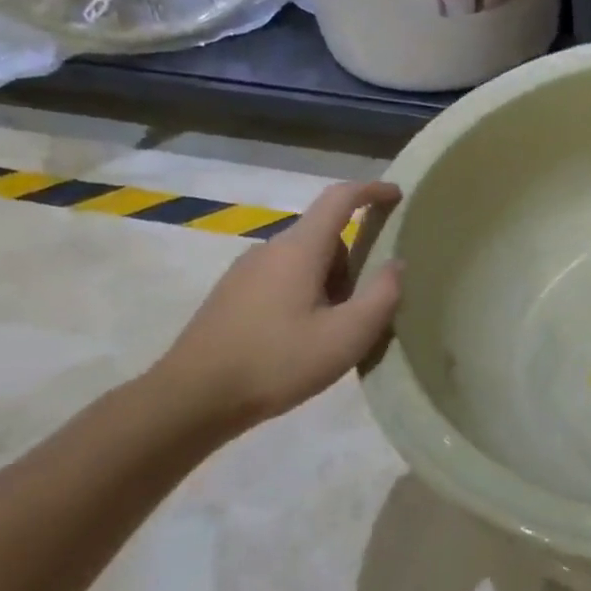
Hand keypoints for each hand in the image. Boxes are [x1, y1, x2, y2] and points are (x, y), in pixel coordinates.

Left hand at [150, 181, 402, 431]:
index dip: (372, 191)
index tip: (398, 195)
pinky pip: (282, 280)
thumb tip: (397, 264)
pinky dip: (305, 297)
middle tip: (367, 308)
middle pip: (325, 237)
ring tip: (335, 333)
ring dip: (329, 284)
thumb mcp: (347, 335)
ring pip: (304, 262)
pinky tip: (303, 340)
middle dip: (354, 262)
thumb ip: (382, 295)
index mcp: (299, 249)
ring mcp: (245, 272)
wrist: (192, 399)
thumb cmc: (277, 362)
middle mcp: (269, 249)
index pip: (340, 199)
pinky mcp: (231, 296)